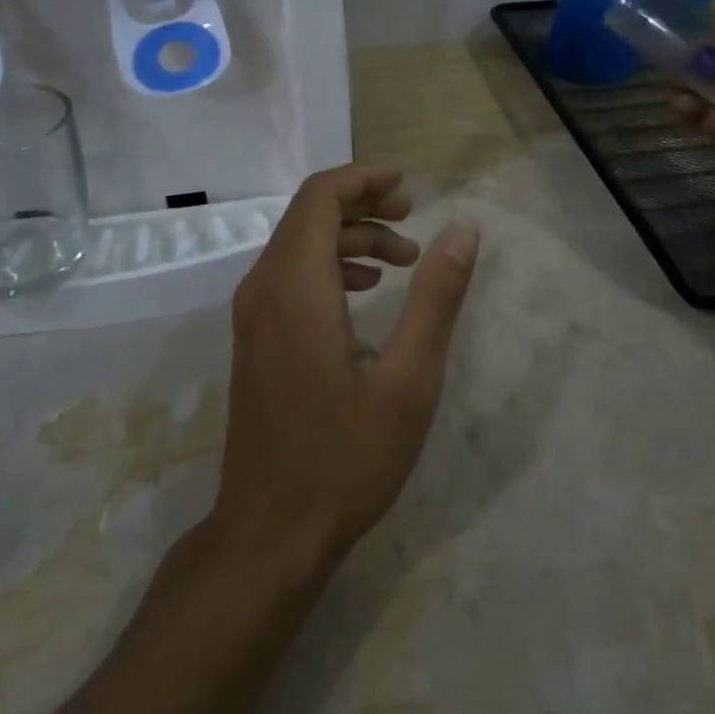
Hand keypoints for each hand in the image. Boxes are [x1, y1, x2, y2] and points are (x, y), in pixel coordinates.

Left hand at [212, 165, 480, 577]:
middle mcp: (263, 288)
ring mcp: (252, 315)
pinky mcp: (254, 338)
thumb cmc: (344, 458)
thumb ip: (436, 298)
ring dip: (351, 235)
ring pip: (299, 243)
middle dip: (363, 203)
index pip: (320, 197)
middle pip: (309, 213)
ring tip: (404, 258)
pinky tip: (366, 291)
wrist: (269, 535)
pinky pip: (290, 273)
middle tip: (413, 217)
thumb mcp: (409, 380)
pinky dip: (331, 263)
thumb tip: (463, 230)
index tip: (408, 184)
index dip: (364, 178)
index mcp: (296, 287)